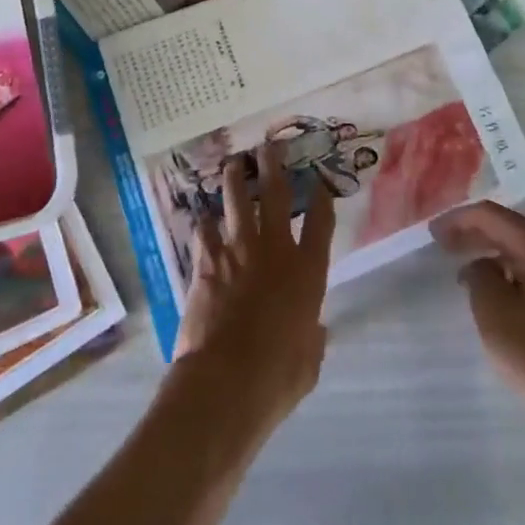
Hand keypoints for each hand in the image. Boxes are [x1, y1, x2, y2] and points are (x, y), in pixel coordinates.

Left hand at [171, 145, 335, 439]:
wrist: (227, 380)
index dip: (322, 197)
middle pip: (276, 193)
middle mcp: (275, 249)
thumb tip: (312, 331)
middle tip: (271, 145)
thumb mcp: (308, 362)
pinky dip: (204, 222)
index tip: (320, 181)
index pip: (320, 222)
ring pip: (237, 199)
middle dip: (274, 164)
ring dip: (236, 178)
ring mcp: (239, 249)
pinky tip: (203, 216)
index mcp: (307, 272)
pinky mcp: (207, 260)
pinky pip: (204, 229)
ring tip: (234, 163)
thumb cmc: (277, 378)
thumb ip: (311, 338)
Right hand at [431, 202, 524, 438]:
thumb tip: (482, 266)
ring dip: (496, 254)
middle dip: (476, 234)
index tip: (433, 233)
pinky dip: (515, 274)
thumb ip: (479, 275)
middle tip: (445, 245)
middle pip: (512, 229)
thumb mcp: (494, 313)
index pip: (492, 216)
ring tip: (468, 269)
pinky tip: (501, 294)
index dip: (458, 219)